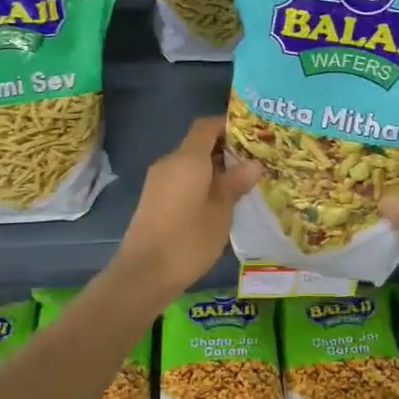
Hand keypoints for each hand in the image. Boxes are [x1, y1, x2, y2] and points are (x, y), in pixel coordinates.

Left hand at [111, 116, 259, 302]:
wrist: (144, 273)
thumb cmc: (188, 239)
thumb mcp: (221, 211)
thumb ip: (236, 183)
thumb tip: (254, 163)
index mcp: (187, 158)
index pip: (207, 125)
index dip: (228, 125)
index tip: (252, 135)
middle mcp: (170, 162)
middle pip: (198, 143)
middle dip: (226, 149)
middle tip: (254, 162)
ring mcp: (159, 180)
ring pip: (190, 163)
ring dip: (214, 168)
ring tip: (241, 183)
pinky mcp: (154, 198)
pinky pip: (181, 179)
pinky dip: (201, 182)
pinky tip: (219, 201)